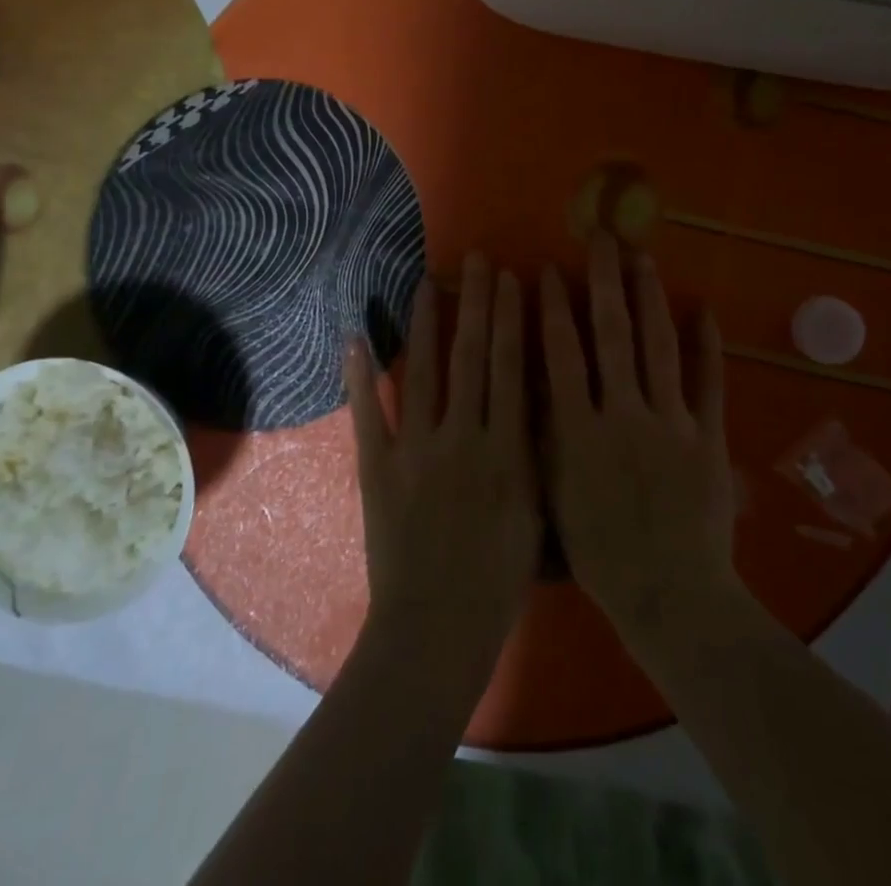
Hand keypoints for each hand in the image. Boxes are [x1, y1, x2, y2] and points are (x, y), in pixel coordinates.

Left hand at [347, 253, 540, 675]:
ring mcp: (415, 449)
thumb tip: (536, 397)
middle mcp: (463, 437)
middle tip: (477, 261)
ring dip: (426, 323)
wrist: (435, 631)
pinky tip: (354, 335)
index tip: (514, 279)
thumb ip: (536, 454)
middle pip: (472, 357)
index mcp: (507, 450)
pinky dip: (359, 375)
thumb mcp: (536, 514)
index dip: (512, 319)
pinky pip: (368, 413)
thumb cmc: (498, 580)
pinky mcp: (377, 467)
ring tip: (428, 281)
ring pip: (423, 371)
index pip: (511, 368)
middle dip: (477, 304)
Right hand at [541, 232, 737, 643]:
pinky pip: (709, 383)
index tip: (546, 270)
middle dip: (604, 281)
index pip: (562, 353)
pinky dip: (708, 346)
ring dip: (649, 298)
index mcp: (579, 430)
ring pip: (658, 347)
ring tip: (642, 257)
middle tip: (600, 237)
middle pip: (611, 335)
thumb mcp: (554, 497)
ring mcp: (671, 422)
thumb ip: (544, 437)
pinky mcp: (708, 436)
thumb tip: (531, 380)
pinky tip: (704, 310)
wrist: (672, 599)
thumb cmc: (601, 555)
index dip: (552, 308)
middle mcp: (623, 413)